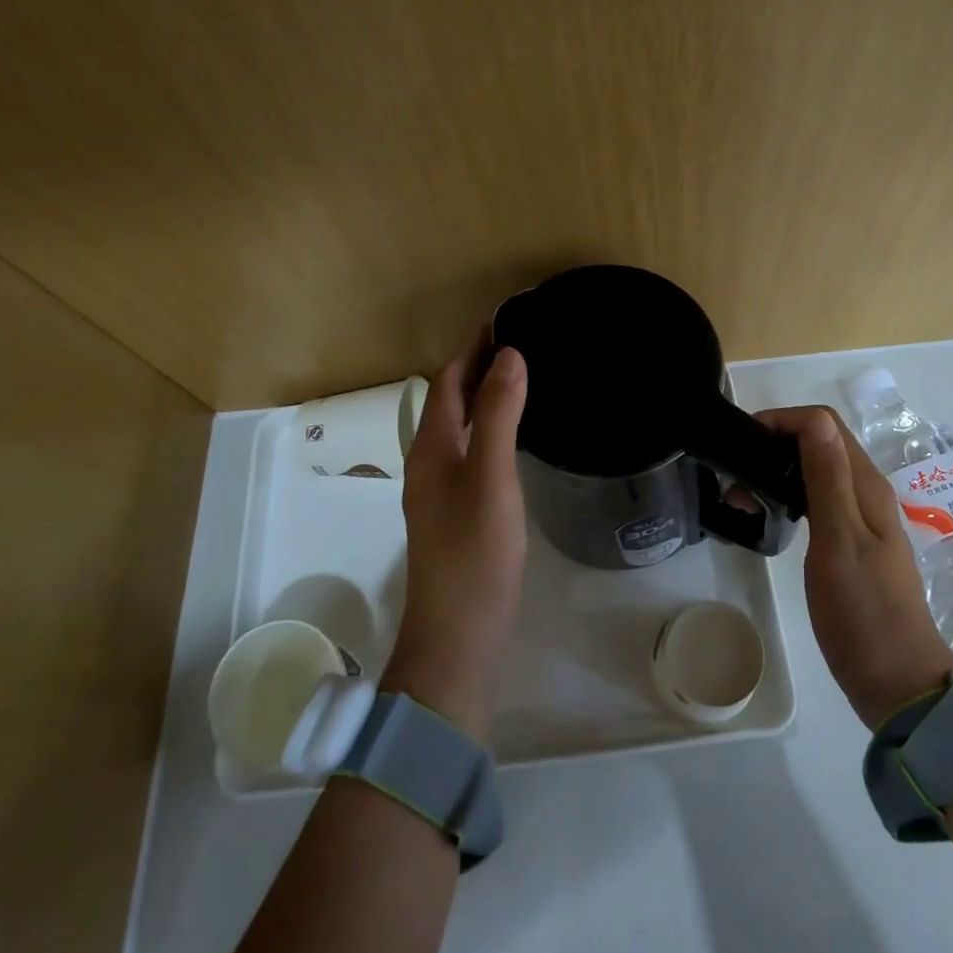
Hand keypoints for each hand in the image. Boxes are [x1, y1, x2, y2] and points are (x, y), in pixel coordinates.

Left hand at [383, 332, 528, 743]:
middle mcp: (429, 461)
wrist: (459, 635)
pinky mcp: (457, 510)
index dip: (473, 346)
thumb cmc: (474, 553)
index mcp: (430, 447)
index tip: (506, 317)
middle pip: (451, 399)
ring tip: (523, 375)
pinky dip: (490, 426)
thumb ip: (496, 416)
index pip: (449, 379)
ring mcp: (441, 488)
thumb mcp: (490, 477)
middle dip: (479, 365)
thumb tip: (508, 355)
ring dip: (484, 395)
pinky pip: (470, 449)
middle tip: (523, 340)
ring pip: (460, 425)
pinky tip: (515, 434)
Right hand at [757, 407, 952, 729]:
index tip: (742, 443)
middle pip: (819, 443)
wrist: (898, 683)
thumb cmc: (863, 613)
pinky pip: (817, 499)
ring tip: (741, 499)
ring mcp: (860, 519)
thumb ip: (827, 480)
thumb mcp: (839, 543)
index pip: (823, 425)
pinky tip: (769, 516)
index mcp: (866, 487)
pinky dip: (788, 495)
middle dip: (774, 444)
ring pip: (816, 471)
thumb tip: (814, 420)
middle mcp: (866, 493)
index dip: (782, 421)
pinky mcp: (851, 542)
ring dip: (778, 471)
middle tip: (734, 477)